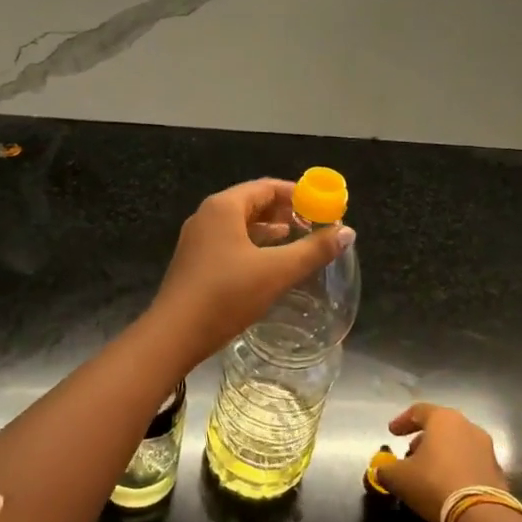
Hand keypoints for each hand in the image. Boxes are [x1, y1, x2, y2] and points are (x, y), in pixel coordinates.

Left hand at [148, 178, 353, 363]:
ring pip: (240, 224)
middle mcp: (208, 215)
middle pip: (252, 202)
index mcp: (224, 207)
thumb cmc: (226, 295)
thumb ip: (313, 251)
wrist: (174, 334)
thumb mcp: (276, 272)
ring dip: (269, 229)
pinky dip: (253, 245)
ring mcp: (198, 239)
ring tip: (296, 239)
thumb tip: (347, 232)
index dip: (298, 194)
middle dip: (284, 210)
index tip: (323, 206)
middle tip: (314, 223)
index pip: (266, 187)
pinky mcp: (195, 261)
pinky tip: (268, 262)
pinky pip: (229, 241)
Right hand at [378, 404, 507, 521]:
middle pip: (440, 427)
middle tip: (410, 454)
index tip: (391, 433)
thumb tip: (381, 470)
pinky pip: (471, 463)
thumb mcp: (399, 477)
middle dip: (423, 439)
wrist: (482, 516)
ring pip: (457, 444)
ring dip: (441, 454)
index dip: (402, 421)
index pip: (418, 411)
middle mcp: (467, 426)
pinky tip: (447, 486)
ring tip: (428, 472)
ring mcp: (486, 448)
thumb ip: (386, 469)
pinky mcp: (497, 471)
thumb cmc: (434, 484)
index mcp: (443, 419)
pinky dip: (457, 469)